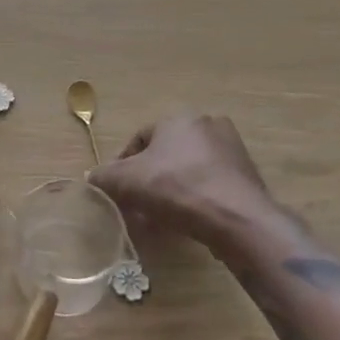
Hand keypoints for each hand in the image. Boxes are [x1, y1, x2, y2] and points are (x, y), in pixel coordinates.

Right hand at [89, 113, 281, 254]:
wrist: (238, 219)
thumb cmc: (177, 188)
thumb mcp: (127, 182)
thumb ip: (104, 177)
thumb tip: (91, 178)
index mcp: (178, 118)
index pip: (140, 139)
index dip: (123, 165)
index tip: (117, 191)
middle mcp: (207, 125)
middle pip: (166, 154)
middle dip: (149, 179)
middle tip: (138, 205)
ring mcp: (232, 150)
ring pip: (189, 170)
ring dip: (172, 190)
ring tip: (161, 218)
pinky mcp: (248, 176)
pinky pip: (211, 185)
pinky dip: (196, 199)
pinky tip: (188, 221)